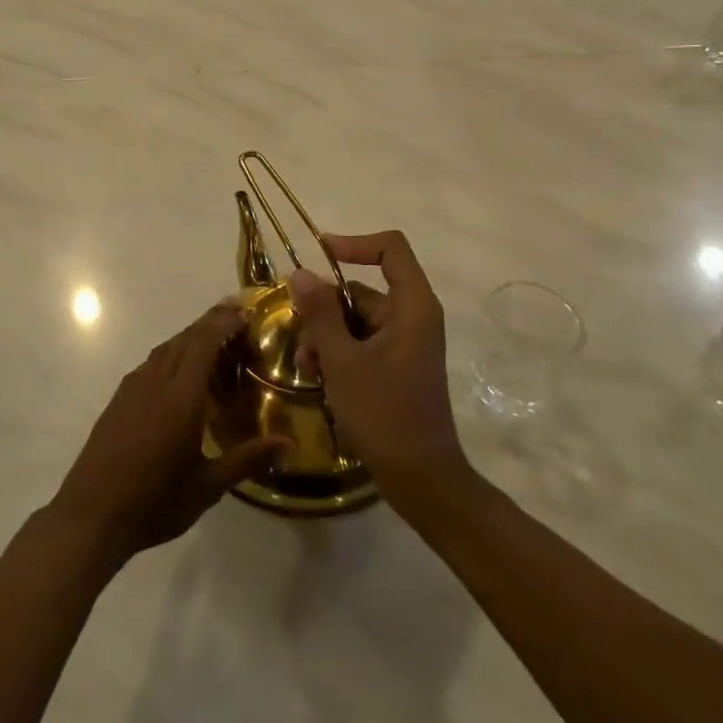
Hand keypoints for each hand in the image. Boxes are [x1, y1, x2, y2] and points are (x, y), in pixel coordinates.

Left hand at [48, 301, 285, 566]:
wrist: (91, 516)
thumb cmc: (154, 502)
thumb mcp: (208, 486)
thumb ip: (248, 460)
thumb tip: (290, 444)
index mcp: (181, 396)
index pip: (204, 342)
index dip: (224, 322)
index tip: (245, 311)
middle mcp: (156, 382)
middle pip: (185, 338)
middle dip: (211, 322)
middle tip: (237, 318)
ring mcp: (133, 388)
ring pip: (166, 348)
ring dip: (190, 337)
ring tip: (213, 342)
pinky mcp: (118, 400)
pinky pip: (151, 363)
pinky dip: (172, 355)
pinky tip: (178, 373)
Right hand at [291, 232, 475, 504]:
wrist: (421, 479)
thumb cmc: (384, 414)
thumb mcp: (342, 361)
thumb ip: (320, 314)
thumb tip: (301, 273)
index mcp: (412, 306)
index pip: (391, 248)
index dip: (354, 243)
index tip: (318, 254)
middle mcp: (412, 317)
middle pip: (362, 290)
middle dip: (325, 311)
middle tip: (301, 342)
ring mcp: (405, 343)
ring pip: (355, 320)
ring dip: (326, 337)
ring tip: (307, 369)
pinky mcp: (396, 366)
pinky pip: (361, 343)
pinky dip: (338, 354)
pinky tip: (318, 378)